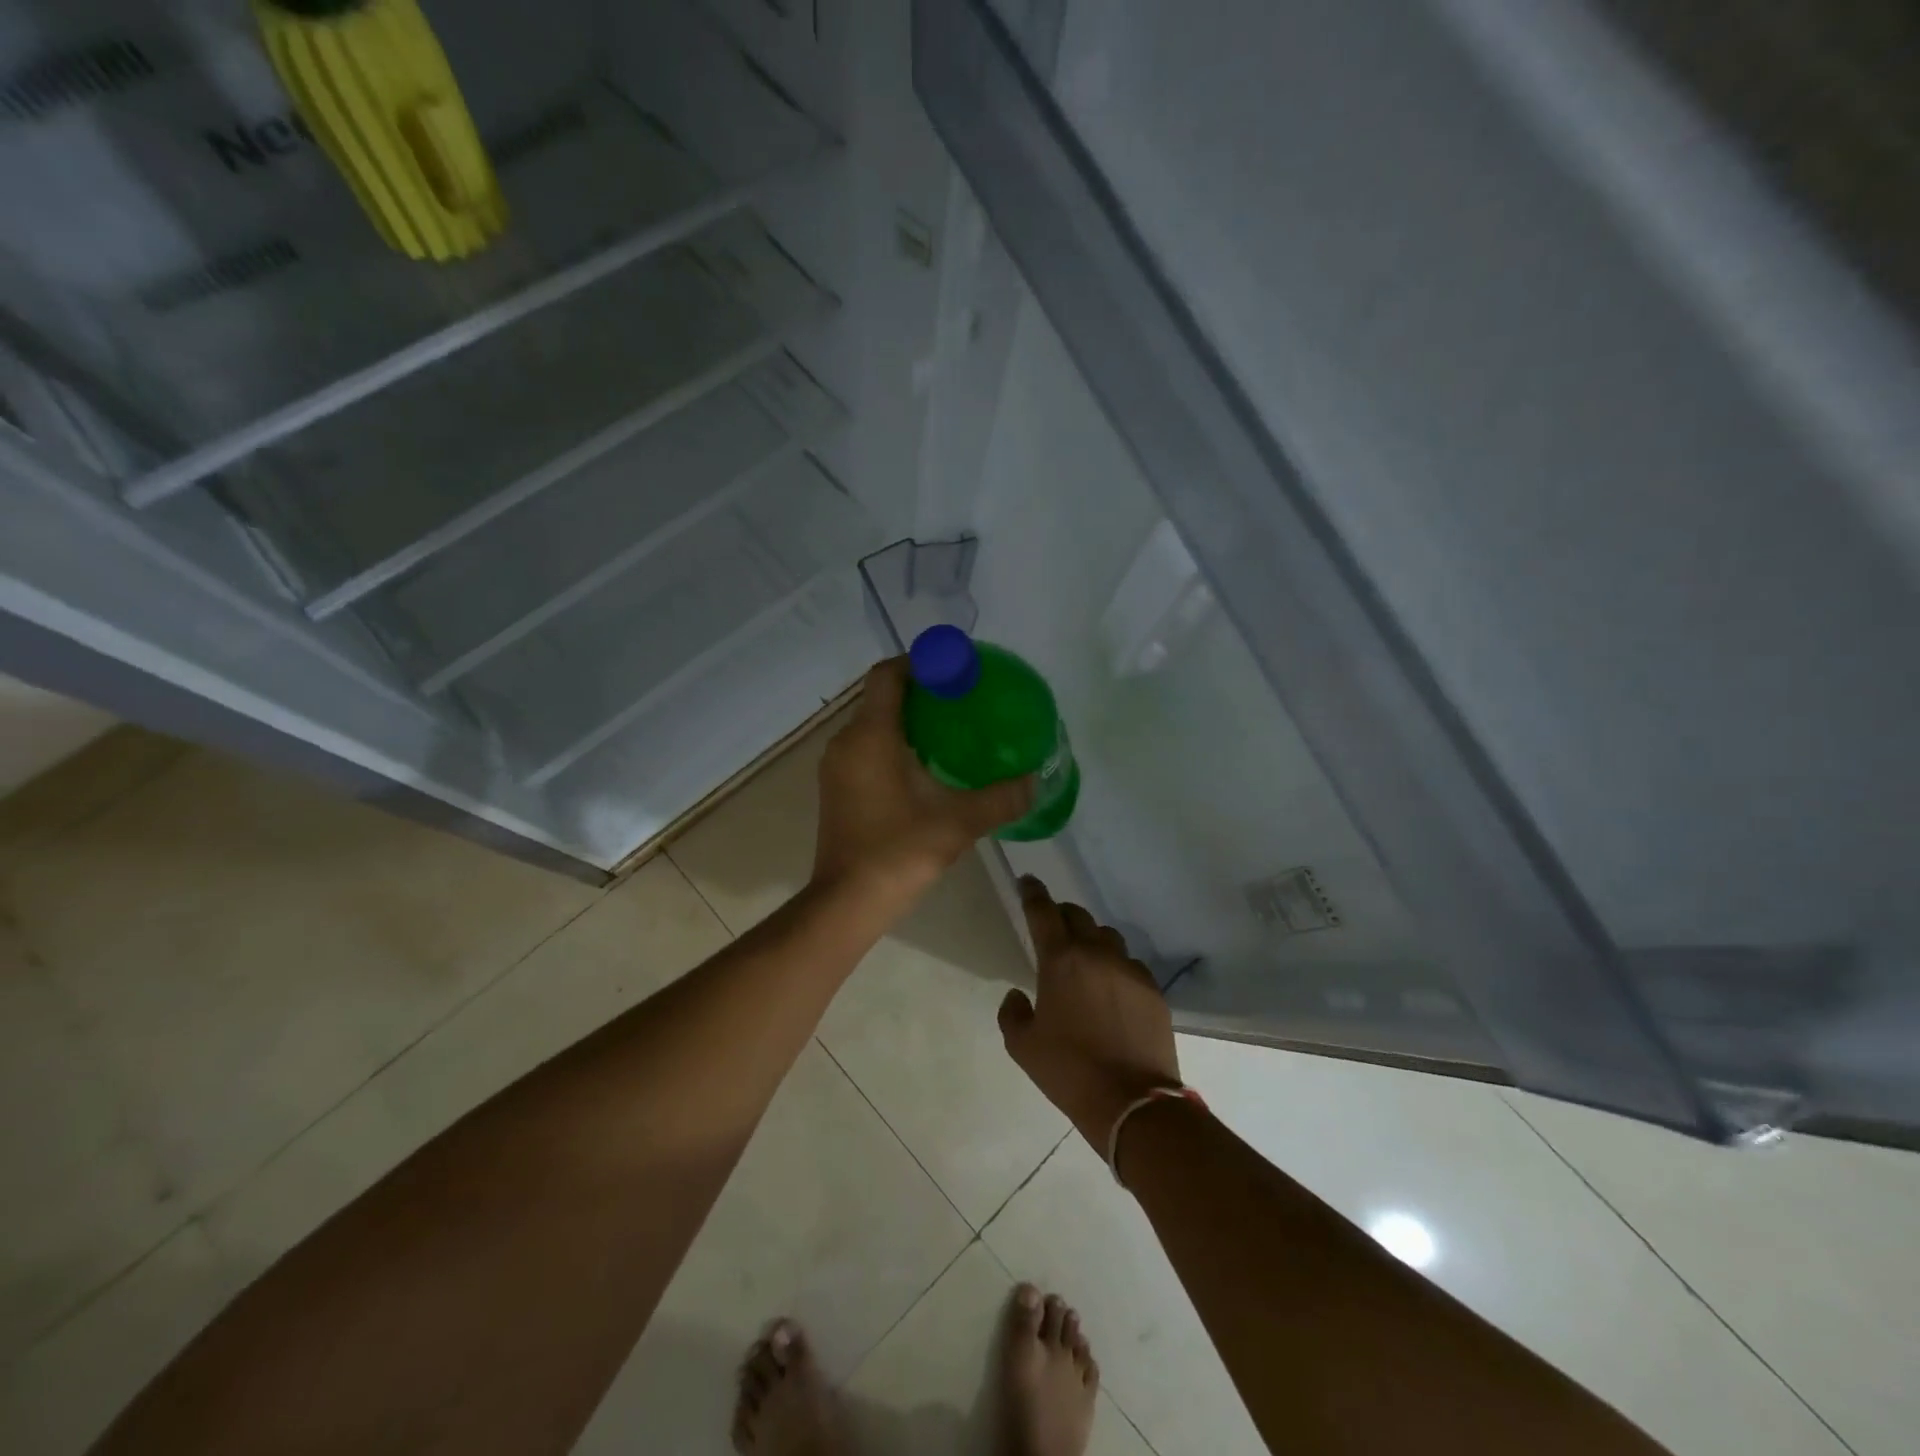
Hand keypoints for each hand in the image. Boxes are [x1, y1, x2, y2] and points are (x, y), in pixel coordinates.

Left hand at [812, 658, 1033, 910]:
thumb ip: (1001, 798)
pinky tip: (924, 766)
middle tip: (961, 699)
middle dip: (919, 691)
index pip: (888, 674)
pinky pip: (865, 748)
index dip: (920, 662)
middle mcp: (846, 742)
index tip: (954, 669)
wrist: (847, 901)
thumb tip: (1037, 781)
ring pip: (872, 724)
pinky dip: (892, 743)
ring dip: (906, 719)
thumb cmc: (898, 852)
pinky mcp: (836, 788)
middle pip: (880, 697)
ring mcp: (836, 767)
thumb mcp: (958, 822)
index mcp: (870, 736)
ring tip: (949, 730)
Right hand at [997, 876, 1181, 1148]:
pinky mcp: (1153, 990)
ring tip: (1085, 960)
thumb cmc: (1068, 1071)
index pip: (1043, 911)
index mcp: (1060, 960)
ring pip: (1107, 936)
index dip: (1032, 892)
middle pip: (1078, 916)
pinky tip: (1112, 989)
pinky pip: (1130, 964)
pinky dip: (1116, 967)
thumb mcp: (1022, 1046)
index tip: (1027, 881)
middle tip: (1053, 926)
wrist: (1132, 1102)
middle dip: (1062, 914)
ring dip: (1091, 939)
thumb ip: (1012, 1012)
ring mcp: (1129, 969)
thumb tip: (1018, 994)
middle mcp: (1096, 953)